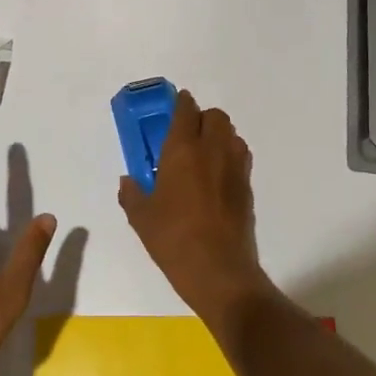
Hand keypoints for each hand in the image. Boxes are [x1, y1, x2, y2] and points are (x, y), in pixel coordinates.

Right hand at [118, 90, 269, 324]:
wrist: (219, 272)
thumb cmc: (174, 241)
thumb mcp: (141, 219)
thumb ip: (131, 194)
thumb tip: (128, 181)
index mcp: (182, 150)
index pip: (185, 111)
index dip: (181, 103)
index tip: (175, 104)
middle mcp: (212, 150)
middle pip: (215, 116)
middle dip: (201, 118)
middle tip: (186, 134)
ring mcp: (234, 167)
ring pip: (231, 134)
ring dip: (218, 135)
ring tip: (203, 153)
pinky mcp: (247, 186)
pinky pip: (240, 156)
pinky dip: (230, 155)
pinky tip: (217, 176)